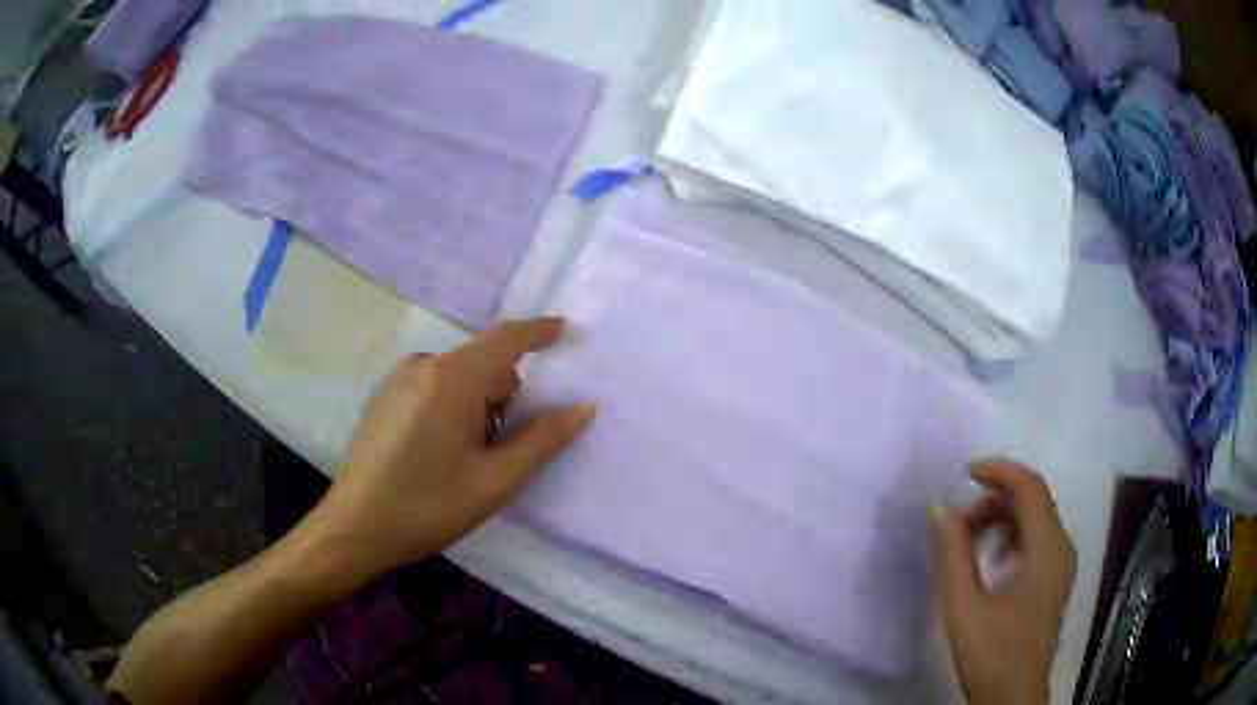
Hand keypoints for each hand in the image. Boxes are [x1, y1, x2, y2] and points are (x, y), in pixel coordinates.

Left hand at [309, 317, 593, 582]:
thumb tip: (583, 408)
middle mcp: (423, 365)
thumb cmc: (427, 507)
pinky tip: (437, 453)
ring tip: (466, 460)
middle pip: (483, 364)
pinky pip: (433, 386)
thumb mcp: (494, 481)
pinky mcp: (384, 396)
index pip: (506, 339)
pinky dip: (451, 407)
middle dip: (504, 396)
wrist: (353, 528)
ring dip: (476, 406)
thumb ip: (542, 441)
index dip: (538, 331)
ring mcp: (398, 378)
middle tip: (501, 450)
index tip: (564, 330)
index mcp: (452, 378)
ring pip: (458, 377)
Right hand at [931, 461, 1076, 704]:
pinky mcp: (1055, 577)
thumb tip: (941, 508)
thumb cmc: (991, 654)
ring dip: (1001, 517)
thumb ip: (952, 554)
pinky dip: (1011, 535)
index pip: (1030, 487)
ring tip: (968, 544)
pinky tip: (989, 561)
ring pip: (1035, 517)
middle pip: (1033, 499)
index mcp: (1047, 550)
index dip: (999, 470)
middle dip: (994, 500)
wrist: (1013, 697)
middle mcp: (1062, 547)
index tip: (964, 473)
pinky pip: (1036, 538)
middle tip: (957, 525)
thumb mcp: (963, 607)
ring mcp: (1061, 563)